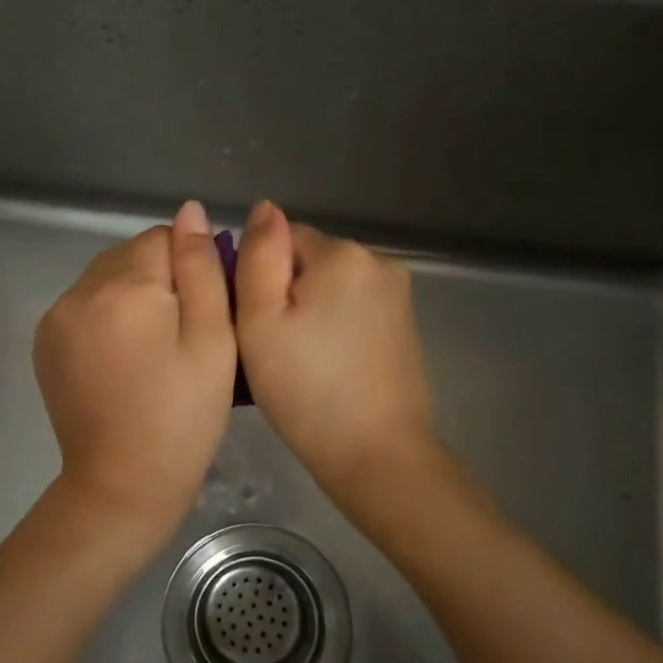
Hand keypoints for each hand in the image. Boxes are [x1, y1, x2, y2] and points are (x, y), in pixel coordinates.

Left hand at [35, 201, 237, 539]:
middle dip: (161, 281)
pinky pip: (83, 306)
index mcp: (124, 286)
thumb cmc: (182, 416)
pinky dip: (106, 318)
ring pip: (106, 280)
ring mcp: (56, 318)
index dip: (192, 269)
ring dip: (132, 297)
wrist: (122, 485)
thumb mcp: (212, 341)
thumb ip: (201, 269)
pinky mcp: (45, 344)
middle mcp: (80, 291)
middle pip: (130, 256)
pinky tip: (124, 360)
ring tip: (153, 351)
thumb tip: (190, 212)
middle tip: (183, 337)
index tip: (204, 314)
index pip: (164, 238)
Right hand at [234, 201, 435, 497]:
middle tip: (275, 348)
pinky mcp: (405, 324)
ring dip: (311, 311)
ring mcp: (398, 294)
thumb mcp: (260, 320)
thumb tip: (265, 208)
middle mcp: (378, 261)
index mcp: (342, 254)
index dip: (259, 280)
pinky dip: (336, 328)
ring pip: (331, 287)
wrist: (376, 454)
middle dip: (288, 294)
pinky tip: (329, 367)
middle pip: (309, 261)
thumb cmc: (306, 389)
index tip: (257, 325)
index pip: (281, 240)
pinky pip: (354, 309)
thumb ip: (259, 256)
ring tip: (301, 361)